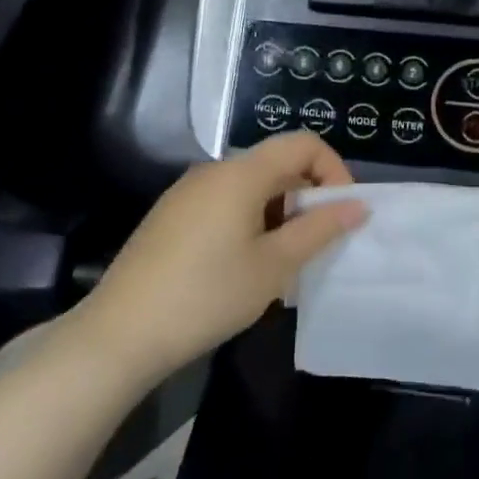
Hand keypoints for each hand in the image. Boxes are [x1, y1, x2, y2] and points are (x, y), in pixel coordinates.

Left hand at [80, 133, 363, 380]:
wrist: (121, 334)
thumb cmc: (207, 295)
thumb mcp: (274, 266)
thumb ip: (319, 229)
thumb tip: (357, 206)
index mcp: (241, 174)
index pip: (303, 144)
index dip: (333, 171)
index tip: (341, 214)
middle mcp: (213, 171)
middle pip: (276, 165)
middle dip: (307, 198)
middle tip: (315, 247)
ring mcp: (187, 193)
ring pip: (251, 188)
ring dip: (280, 215)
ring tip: (282, 264)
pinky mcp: (171, 216)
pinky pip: (225, 204)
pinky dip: (250, 222)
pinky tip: (244, 268)